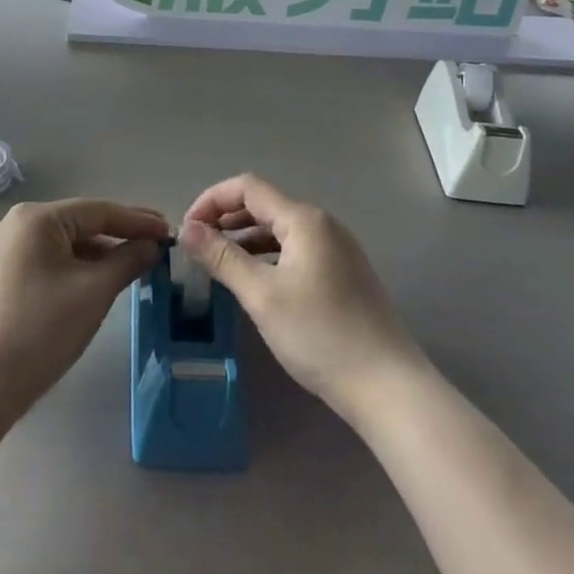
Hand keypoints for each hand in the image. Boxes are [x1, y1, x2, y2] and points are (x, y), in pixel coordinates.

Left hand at [0, 199, 168, 414]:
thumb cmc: (41, 329)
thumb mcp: (94, 291)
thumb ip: (128, 260)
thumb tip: (152, 244)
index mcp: (37, 218)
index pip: (99, 211)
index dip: (138, 221)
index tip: (170, 231)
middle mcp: (17, 224)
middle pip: (81, 223)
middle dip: (121, 234)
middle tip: (158, 244)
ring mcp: (5, 250)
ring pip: (66, 243)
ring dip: (101, 252)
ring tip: (136, 263)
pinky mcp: (1, 276)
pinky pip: (50, 260)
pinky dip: (78, 266)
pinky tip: (100, 279)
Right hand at [182, 175, 423, 420]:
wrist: (387, 385)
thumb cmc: (319, 335)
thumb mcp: (262, 295)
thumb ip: (222, 257)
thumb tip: (187, 229)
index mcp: (304, 220)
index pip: (247, 188)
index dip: (211, 201)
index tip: (186, 230)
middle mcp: (323, 224)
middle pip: (264, 205)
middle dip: (226, 219)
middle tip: (196, 248)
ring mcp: (337, 249)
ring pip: (279, 230)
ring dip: (245, 239)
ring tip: (218, 265)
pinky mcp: (343, 273)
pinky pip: (295, 250)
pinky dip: (267, 256)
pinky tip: (254, 282)